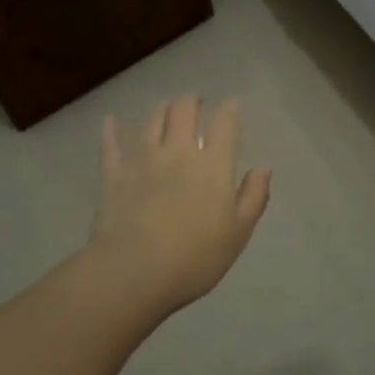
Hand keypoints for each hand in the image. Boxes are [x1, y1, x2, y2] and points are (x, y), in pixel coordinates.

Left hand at [91, 95, 272, 313]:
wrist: (133, 274)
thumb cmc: (194, 258)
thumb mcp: (238, 234)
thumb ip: (254, 197)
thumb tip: (263, 168)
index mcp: (213, 164)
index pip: (224, 124)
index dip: (229, 109)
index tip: (232, 104)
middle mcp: (178, 151)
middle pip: (184, 110)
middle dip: (192, 101)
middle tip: (196, 103)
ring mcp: (142, 160)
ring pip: (152, 121)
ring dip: (162, 110)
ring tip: (166, 108)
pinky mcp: (114, 176)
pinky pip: (111, 147)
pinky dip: (111, 131)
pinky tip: (110, 121)